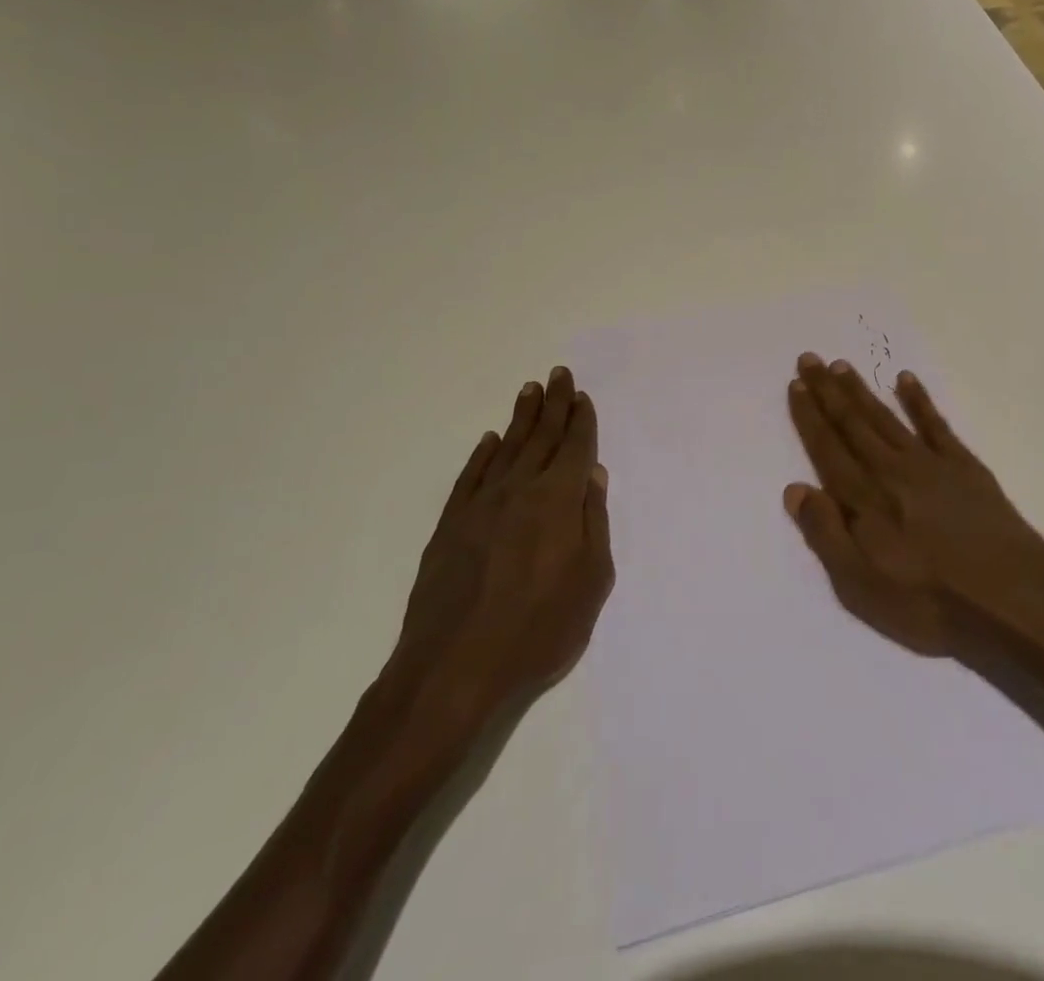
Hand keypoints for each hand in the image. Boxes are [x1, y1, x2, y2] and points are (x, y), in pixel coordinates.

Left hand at [385, 367, 612, 767]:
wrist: (453, 670)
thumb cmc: (538, 631)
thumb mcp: (590, 581)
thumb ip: (593, 522)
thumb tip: (592, 474)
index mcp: (558, 500)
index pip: (574, 447)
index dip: (580, 420)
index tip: (581, 395)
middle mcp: (519, 490)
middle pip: (540, 437)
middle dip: (552, 404)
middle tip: (557, 374)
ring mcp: (480, 505)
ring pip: (505, 449)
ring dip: (520, 418)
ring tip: (529, 391)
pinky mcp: (450, 525)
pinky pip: (470, 477)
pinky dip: (482, 454)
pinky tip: (489, 441)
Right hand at [783, 354, 1043, 663]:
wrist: (1014, 600)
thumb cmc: (930, 603)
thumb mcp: (862, 588)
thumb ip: (826, 535)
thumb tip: (795, 489)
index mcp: (865, 499)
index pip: (828, 449)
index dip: (809, 417)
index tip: (795, 385)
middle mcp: (892, 470)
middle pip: (853, 424)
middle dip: (828, 391)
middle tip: (809, 359)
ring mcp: (931, 464)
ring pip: (886, 417)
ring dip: (862, 390)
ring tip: (841, 365)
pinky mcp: (965, 466)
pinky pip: (935, 423)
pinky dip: (919, 400)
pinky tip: (906, 380)